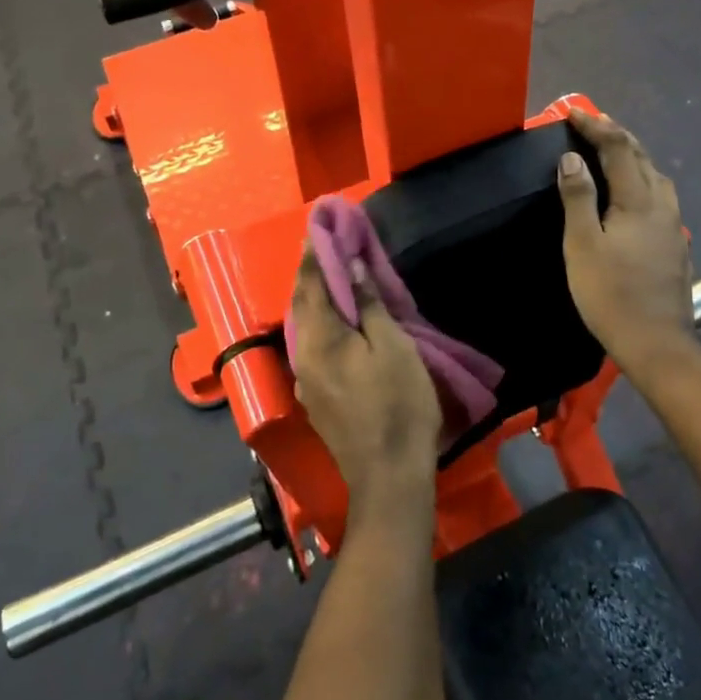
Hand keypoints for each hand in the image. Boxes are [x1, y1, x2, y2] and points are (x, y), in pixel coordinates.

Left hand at [290, 251, 442, 517]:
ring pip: (305, 326)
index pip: (313, 283)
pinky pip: (313, 346)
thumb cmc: (398, 406)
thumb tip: (353, 270)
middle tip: (324, 243)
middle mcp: (302, 356)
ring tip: (330, 273)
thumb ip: (369, 307)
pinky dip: (322, 322)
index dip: (317, 252)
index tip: (320, 223)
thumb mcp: (393, 348)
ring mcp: (306, 380)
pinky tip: (335, 319)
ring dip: (316, 297)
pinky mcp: (316, 397)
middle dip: (312, 272)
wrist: (388, 476)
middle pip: (303, 304)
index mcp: (319, 339)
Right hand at [557, 109, 695, 369]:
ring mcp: (674, 227)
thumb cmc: (610, 293)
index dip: (596, 126)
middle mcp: (663, 206)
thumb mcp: (582, 245)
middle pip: (643, 158)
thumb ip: (578, 197)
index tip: (573, 112)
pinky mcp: (675, 246)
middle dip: (618, 135)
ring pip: (657, 178)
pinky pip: (660, 198)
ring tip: (613, 153)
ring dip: (634, 157)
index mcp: (638, 200)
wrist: (656, 342)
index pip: (619, 149)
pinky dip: (643, 181)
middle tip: (593, 124)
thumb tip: (571, 158)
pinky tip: (634, 196)